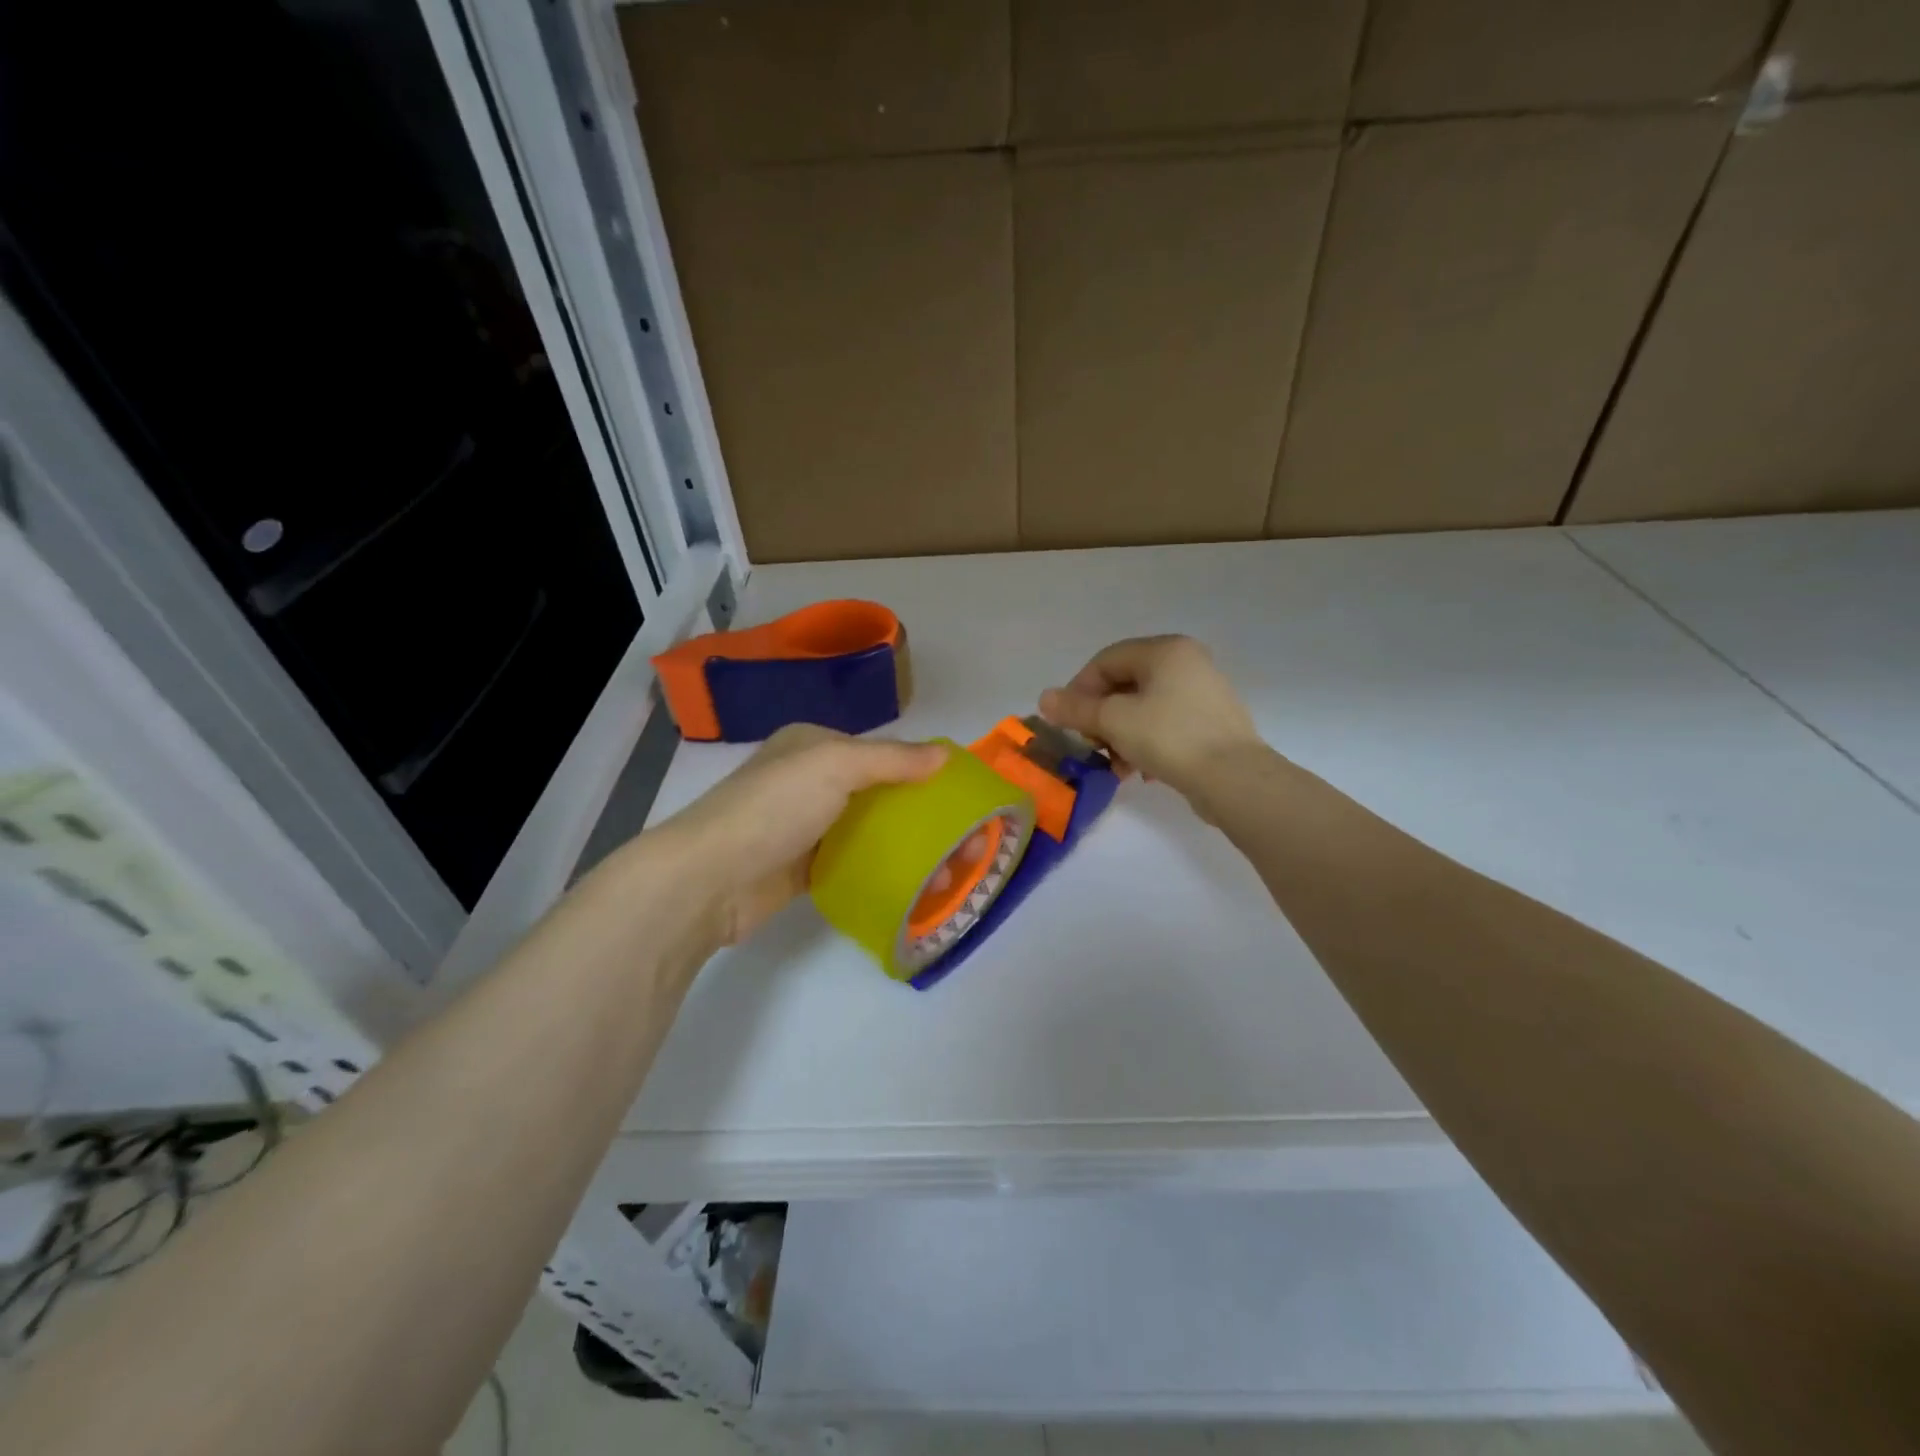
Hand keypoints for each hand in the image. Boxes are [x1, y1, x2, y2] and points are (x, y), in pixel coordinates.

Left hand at [657, 724, 946, 946]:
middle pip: (879, 793)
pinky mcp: (802, 868)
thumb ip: (892, 758)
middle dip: (920, 815)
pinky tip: (912, 886)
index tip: (960, 799)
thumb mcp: (835, 764)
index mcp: (813, 745)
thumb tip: (945, 753)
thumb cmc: (774, 807)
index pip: (881, 751)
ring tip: (946, 872)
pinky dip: (881, 870)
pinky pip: (852, 862)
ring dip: (906, 847)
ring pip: (868, 831)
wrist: (710, 879)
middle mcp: (809, 780)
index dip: (922, 770)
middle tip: (962, 844)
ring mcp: (804, 826)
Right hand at [1038, 635, 1264, 797]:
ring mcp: (1203, 693)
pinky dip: (1145, 744)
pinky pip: (1165, 726)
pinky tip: (1141, 772)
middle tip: (1090, 746)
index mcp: (1165, 650)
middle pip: (1125, 685)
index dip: (1079, 689)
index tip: (1068, 722)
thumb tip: (1044, 699)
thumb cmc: (1169, 737)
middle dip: (1100, 718)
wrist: (1234, 779)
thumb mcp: (1114, 720)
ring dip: (1120, 736)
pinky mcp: (1211, 723)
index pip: (1106, 660)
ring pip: (1144, 708)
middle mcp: (1187, 662)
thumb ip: (1076, 708)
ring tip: (1115, 767)